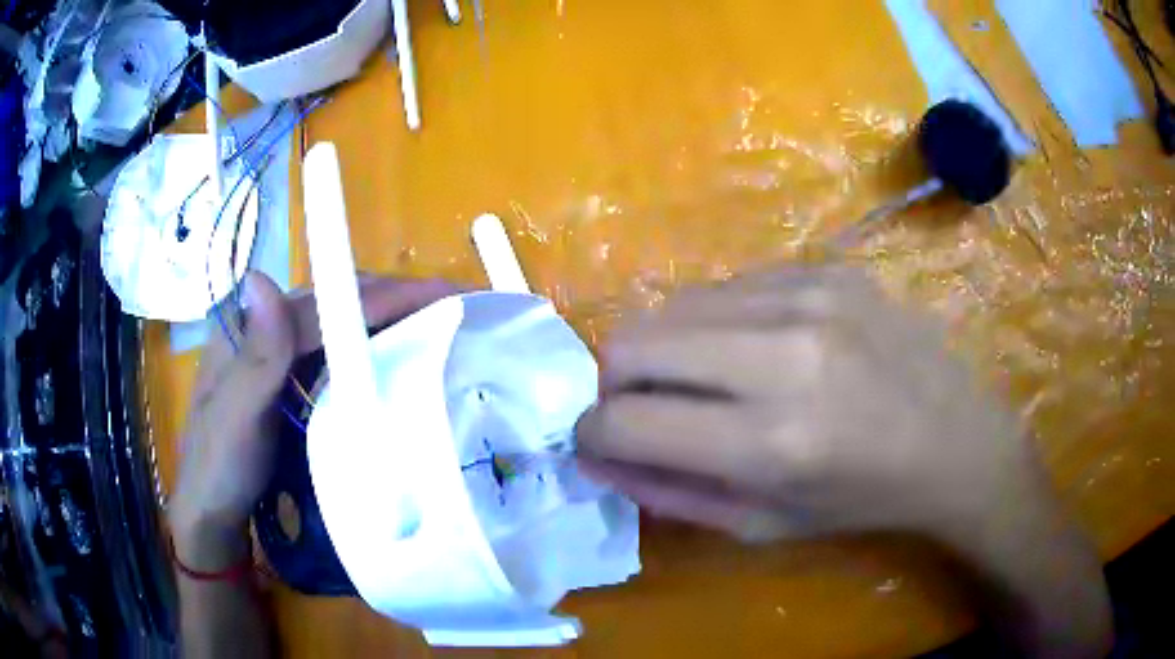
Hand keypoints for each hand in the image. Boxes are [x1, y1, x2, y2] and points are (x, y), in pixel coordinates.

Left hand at [169, 271, 453, 569]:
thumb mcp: (233, 419)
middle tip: (453, 303)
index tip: (440, 295)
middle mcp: (265, 330)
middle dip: (394, 297)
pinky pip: (337, 352)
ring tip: (439, 321)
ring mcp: (279, 355)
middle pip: (334, 301)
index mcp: (246, 327)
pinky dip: (372, 347)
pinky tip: (399, 354)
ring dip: (388, 318)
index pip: (321, 304)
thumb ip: (254, 358)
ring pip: (339, 323)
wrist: (214, 512)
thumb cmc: (219, 469)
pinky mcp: (292, 381)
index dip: (379, 297)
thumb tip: (263, 276)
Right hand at [575, 265, 1110, 656]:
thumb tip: (594, 455)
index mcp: (772, 441)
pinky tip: (755, 350)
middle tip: (646, 411)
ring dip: (667, 350)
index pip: (625, 421)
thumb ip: (667, 492)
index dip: (592, 433)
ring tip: (707, 382)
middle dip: (616, 383)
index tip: (598, 440)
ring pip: (673, 306)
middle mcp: (785, 353)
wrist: (956, 437)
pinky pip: (727, 288)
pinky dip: (716, 324)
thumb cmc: (863, 499)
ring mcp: (808, 295)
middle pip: (632, 342)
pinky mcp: (824, 268)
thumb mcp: (762, 523)